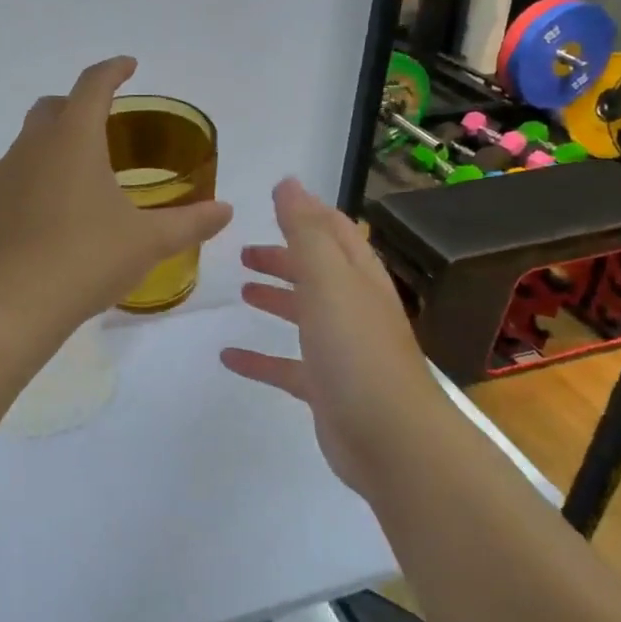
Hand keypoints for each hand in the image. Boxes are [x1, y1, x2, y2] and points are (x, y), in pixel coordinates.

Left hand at [0, 57, 232, 325]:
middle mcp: (32, 146)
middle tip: (104, 124)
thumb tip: (225, 211)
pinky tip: (50, 213)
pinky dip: (34, 178)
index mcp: (73, 140)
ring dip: (54, 144)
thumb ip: (190, 223)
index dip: (113, 70)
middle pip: (53, 107)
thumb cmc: (87, 260)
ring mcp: (3, 175)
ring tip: (80, 175)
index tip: (129, 66)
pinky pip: (14, 177)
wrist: (12, 304)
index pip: (93, 85)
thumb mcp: (147, 242)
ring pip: (29, 142)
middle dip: (78, 105)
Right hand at [220, 178, 440, 494]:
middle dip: (285, 257)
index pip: (335, 232)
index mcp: (357, 277)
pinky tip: (229, 356)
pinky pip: (287, 365)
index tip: (276, 199)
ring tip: (242, 291)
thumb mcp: (328, 280)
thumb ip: (305, 231)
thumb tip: (288, 183)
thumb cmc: (356, 350)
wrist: (390, 438)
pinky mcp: (326, 388)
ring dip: (276, 298)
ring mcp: (341, 350)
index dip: (307, 213)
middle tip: (245, 253)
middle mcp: (353, 308)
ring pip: (305, 314)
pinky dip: (260, 357)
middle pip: (318, 272)